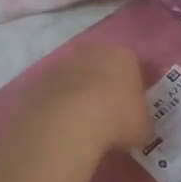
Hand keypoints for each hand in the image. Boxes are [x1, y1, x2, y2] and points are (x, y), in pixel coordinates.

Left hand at [17, 43, 150, 154]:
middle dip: (102, 89)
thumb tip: (136, 129)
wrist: (68, 123)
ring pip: (73, 80)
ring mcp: (60, 65)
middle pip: (100, 69)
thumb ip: (141, 122)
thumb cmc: (117, 119)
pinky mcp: (38, 82)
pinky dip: (57, 109)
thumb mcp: (142, 127)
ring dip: (77, 98)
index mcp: (122, 56)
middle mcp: (91, 52)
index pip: (132, 68)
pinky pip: (53, 96)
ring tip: (81, 127)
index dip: (132, 90)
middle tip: (106, 118)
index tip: (131, 111)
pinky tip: (60, 129)